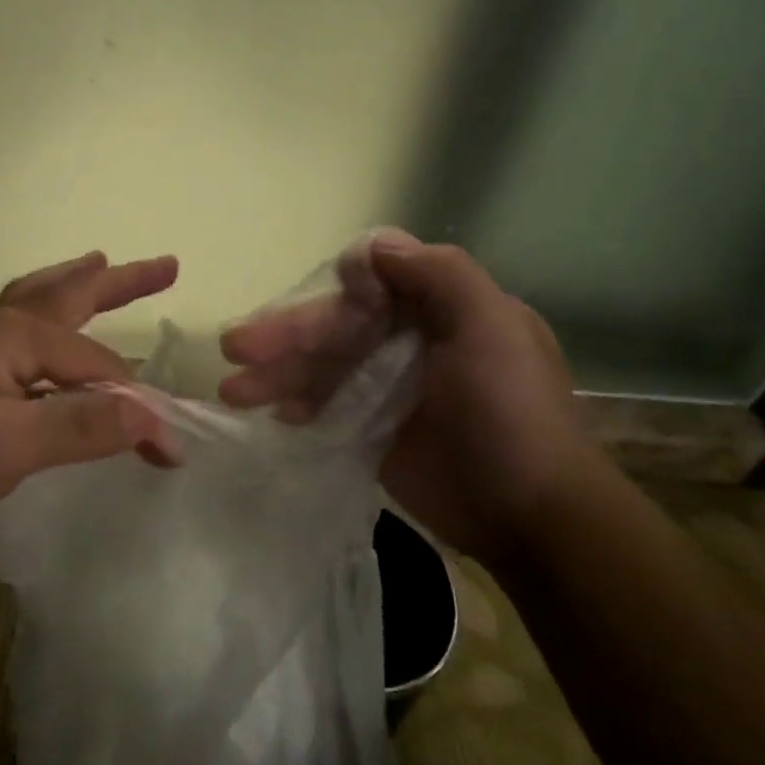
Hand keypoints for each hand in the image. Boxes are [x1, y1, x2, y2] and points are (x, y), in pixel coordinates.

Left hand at [0, 251, 179, 539]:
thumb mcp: (12, 446)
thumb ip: (84, 425)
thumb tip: (156, 416)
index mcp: (16, 335)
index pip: (99, 364)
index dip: (137, 404)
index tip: (166, 449)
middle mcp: (0, 328)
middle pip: (71, 293)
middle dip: (120, 281)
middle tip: (166, 266)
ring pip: (39, 301)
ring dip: (75, 283)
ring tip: (98, 266)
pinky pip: (22, 327)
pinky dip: (48, 316)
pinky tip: (47, 333)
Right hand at [219, 230, 594, 566]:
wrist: (530, 517)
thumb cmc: (511, 412)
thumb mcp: (491, 327)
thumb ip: (438, 274)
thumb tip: (373, 247)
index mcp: (441, 309)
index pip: (375, 282)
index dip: (339, 290)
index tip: (319, 303)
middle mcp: (411, 339)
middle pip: (337, 324)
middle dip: (286, 334)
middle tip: (235, 347)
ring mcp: (389, 386)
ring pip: (322, 365)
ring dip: (278, 372)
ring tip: (233, 391)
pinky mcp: (373, 428)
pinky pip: (325, 404)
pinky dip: (297, 404)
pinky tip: (272, 412)